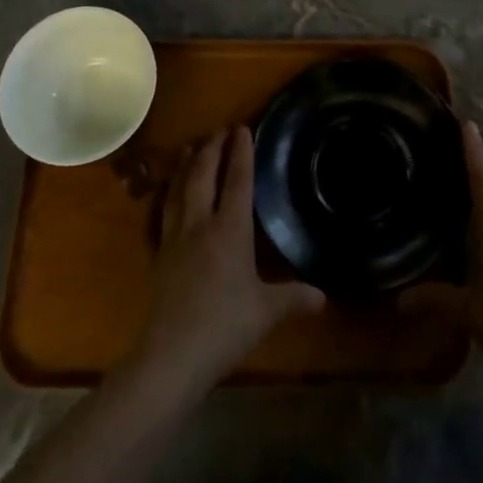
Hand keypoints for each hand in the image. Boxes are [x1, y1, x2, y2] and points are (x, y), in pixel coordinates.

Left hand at [127, 127, 324, 397]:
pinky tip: (169, 195)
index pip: (237, 181)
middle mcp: (201, 224)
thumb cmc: (224, 327)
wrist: (171, 355)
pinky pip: (164, 213)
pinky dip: (169, 194)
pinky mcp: (159, 255)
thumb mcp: (266, 312)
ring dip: (187, 165)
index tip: (242, 128)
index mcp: (230, 229)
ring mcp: (175, 238)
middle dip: (212, 149)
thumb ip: (293, 298)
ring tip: (191, 148)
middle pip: (204, 176)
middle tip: (219, 130)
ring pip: (180, 189)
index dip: (241, 153)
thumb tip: (323, 295)